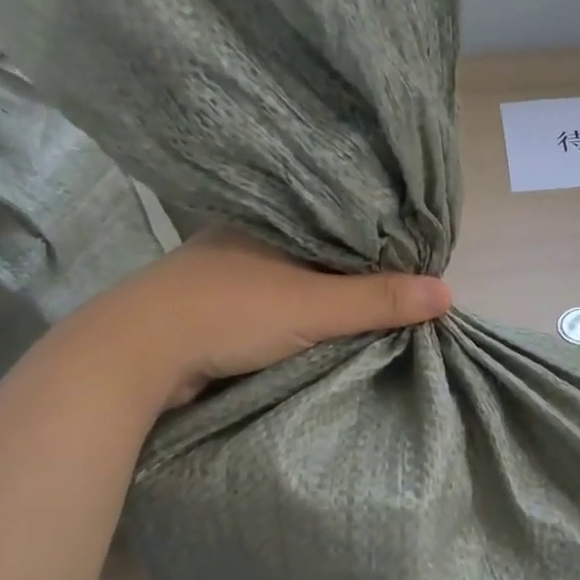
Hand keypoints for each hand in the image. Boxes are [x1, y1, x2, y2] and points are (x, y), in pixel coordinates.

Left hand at [60, 227, 453, 412]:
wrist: (132, 357)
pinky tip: (316, 331)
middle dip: (352, 275)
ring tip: (369, 314)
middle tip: (399, 294)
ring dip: (321, 301)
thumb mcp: (313, 306)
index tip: (412, 265)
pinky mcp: (208, 311)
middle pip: (316, 255)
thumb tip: (448, 292)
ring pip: (290, 283)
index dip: (377, 245)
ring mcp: (222, 276)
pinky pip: (269, 308)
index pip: (338, 225)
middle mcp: (245, 241)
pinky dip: (294, 319)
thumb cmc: (228, 313)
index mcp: (269, 222)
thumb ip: (377, 300)